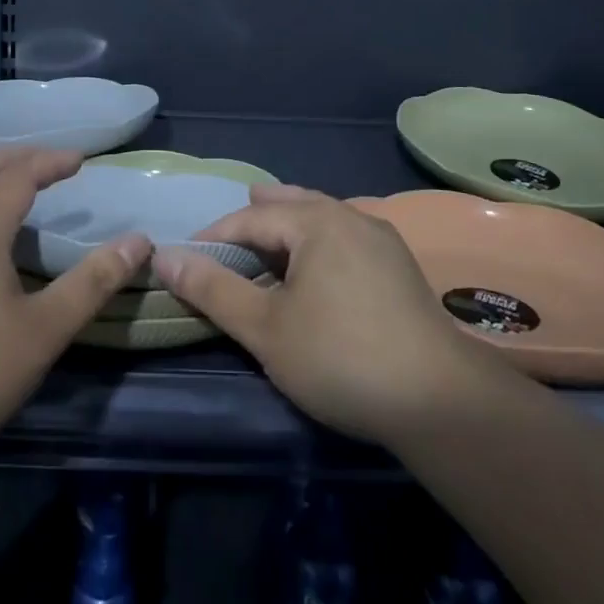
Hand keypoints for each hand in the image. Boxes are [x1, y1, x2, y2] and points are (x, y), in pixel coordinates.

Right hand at [157, 185, 516, 446]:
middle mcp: (350, 216)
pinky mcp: (399, 266)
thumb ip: (213, 289)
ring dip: (290, 226)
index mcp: (316, 221)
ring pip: (322, 218)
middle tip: (231, 228)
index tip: (187, 261)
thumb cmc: (340, 357)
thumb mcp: (265, 328)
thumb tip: (164, 256)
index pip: (251, 217)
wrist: (440, 400)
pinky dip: (318, 242)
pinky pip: (345, 238)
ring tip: (270, 239)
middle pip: (292, 204)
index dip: (214, 237)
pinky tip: (318, 267)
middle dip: (257, 215)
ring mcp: (381, 239)